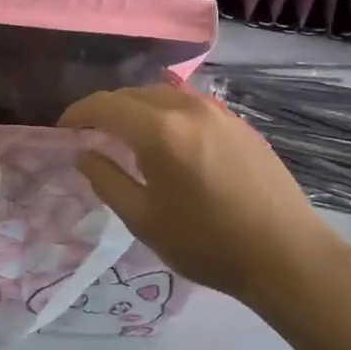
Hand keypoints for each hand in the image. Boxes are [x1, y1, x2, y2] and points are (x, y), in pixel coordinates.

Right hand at [60, 82, 349, 304]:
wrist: (287, 255)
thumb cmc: (208, 243)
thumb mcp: (144, 219)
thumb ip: (107, 180)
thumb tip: (84, 153)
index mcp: (159, 130)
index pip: (105, 105)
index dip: (78, 113)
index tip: (63, 130)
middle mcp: (187, 108)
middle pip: (133, 94)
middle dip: (106, 110)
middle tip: (91, 136)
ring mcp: (218, 111)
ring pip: (163, 94)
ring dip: (137, 109)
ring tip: (127, 137)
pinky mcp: (239, 122)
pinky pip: (189, 104)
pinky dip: (166, 113)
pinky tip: (169, 141)